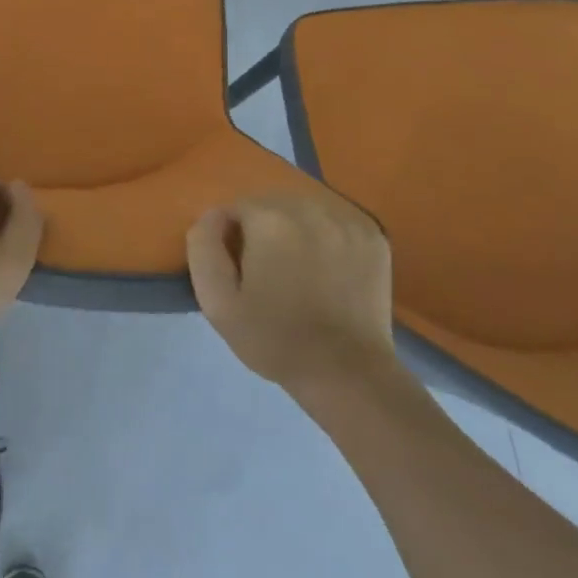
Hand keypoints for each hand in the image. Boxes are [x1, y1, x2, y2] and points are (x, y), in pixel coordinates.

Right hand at [187, 191, 397, 409]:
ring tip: (298, 269)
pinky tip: (327, 268)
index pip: (236, 208)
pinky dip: (326, 237)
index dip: (231, 238)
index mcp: (270, 220)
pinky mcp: (373, 238)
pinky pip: (335, 222)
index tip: (239, 270)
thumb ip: (203, 248)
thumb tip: (211, 216)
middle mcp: (310, 210)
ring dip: (294, 229)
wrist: (346, 373)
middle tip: (267, 271)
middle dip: (263, 229)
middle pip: (271, 204)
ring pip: (305, 210)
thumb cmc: (274, 338)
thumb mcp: (217, 301)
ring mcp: (347, 222)